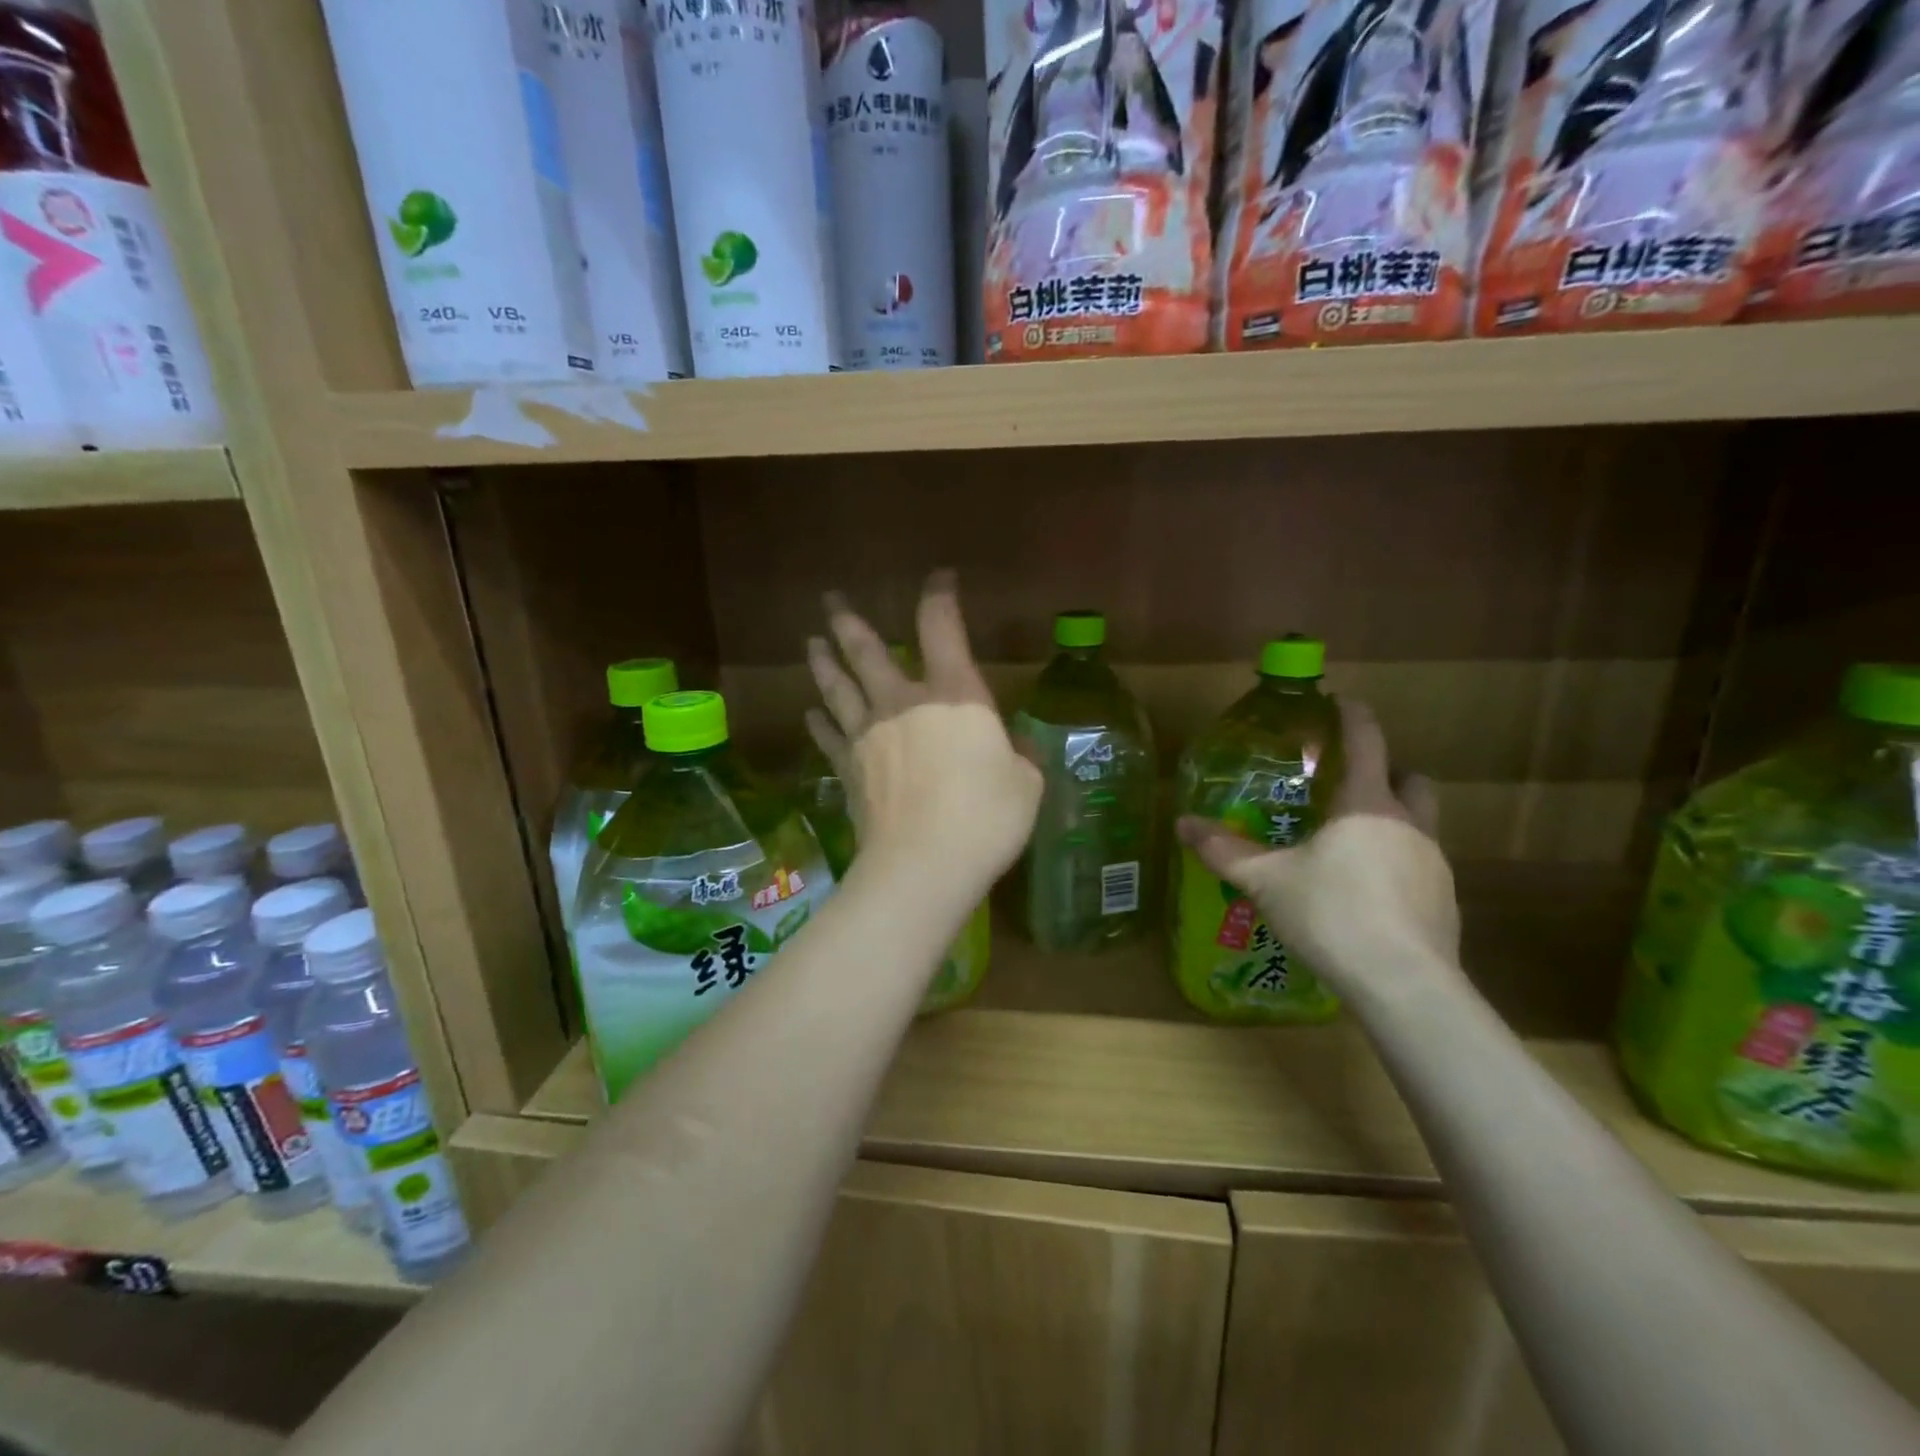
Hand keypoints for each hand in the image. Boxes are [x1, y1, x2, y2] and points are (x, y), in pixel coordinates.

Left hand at [807, 572, 1041, 901]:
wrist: (923, 865)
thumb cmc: (986, 818)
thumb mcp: (1025, 785)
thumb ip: (1019, 759)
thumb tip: (1014, 749)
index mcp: (954, 695)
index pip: (941, 628)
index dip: (939, 596)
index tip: (940, 578)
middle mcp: (903, 703)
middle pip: (867, 651)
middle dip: (848, 622)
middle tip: (830, 600)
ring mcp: (869, 736)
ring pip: (838, 687)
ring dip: (823, 662)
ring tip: (812, 642)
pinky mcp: (848, 770)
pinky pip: (828, 737)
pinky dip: (818, 723)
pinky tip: (810, 713)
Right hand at [1176, 700, 1460, 1003]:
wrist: (1402, 983)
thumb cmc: (1331, 913)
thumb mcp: (1267, 880)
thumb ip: (1224, 851)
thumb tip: (1181, 824)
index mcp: (1367, 805)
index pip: (1367, 742)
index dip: (1354, 716)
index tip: (1341, 701)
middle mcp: (1409, 825)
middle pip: (1411, 779)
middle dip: (1387, 772)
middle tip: (1349, 785)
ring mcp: (1434, 865)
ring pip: (1419, 825)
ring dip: (1391, 822)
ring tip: (1349, 847)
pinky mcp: (1444, 903)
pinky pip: (1420, 867)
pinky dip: (1397, 866)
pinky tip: (1366, 895)